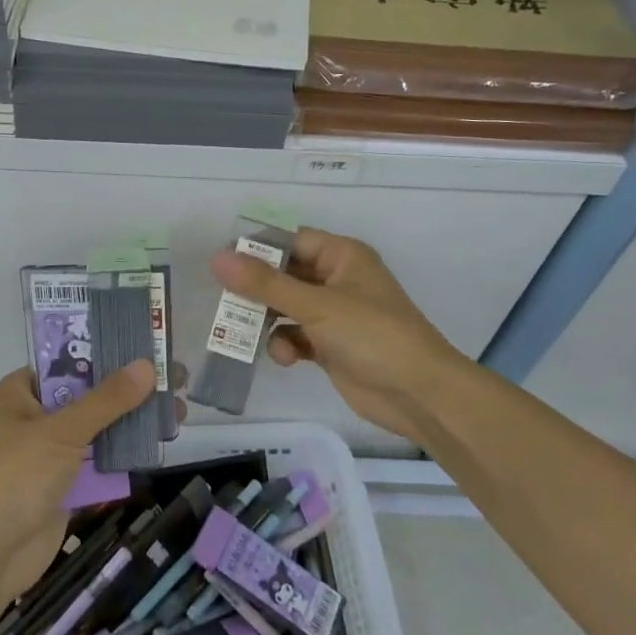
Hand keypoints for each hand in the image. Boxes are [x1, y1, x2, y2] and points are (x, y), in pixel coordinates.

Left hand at [0, 361, 157, 603]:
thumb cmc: (14, 478)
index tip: (147, 345)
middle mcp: (34, 417)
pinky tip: (159, 442)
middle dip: (129, 389)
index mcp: (20, 393)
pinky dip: (125, 454)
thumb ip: (107, 400)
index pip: (68, 361)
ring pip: (97, 429)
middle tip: (175, 378)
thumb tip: (147, 365)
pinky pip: (99, 462)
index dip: (106, 351)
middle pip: (88, 394)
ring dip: (132, 421)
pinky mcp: (63, 486)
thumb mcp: (62, 431)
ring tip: (179, 410)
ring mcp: (49, 454)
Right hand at [209, 226, 476, 448]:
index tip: (222, 263)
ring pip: (285, 307)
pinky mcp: (330, 345)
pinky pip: (295, 335)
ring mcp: (334, 314)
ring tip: (247, 333)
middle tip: (225, 302)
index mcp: (342, 256)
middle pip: (284, 274)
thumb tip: (217, 258)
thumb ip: (265, 283)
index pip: (290, 241)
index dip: (256, 249)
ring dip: (267, 320)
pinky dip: (285, 344)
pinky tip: (285, 358)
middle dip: (257, 290)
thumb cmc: (372, 335)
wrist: (418, 394)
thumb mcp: (316, 305)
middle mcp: (336, 279)